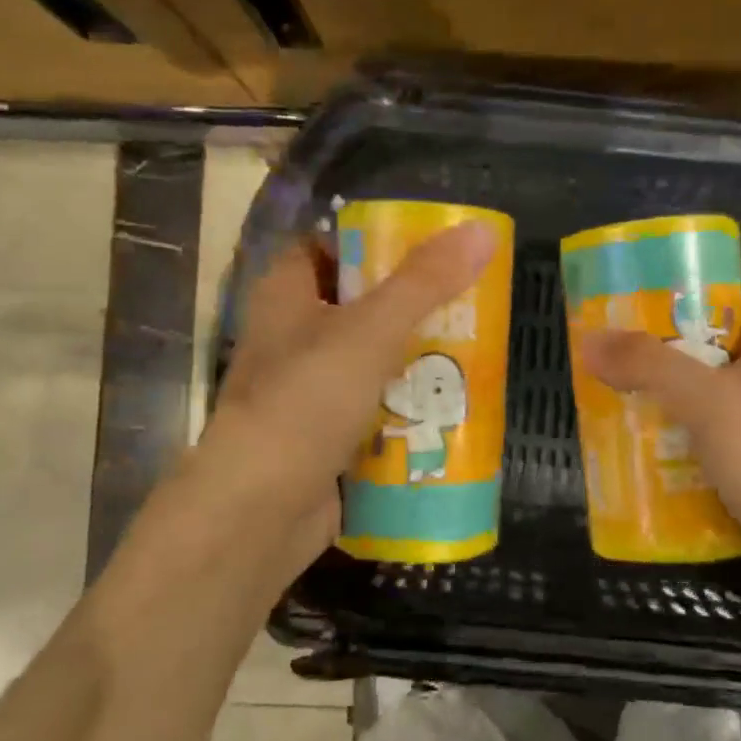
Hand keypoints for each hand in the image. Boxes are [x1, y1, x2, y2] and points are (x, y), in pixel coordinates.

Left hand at [136, 222, 497, 600]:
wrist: (259, 512)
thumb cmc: (305, 403)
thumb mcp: (370, 331)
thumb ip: (425, 282)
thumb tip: (482, 229)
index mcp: (286, 296)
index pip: (326, 248)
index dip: (371, 241)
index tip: (428, 245)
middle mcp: (292, 338)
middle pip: (358, 306)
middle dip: (411, 306)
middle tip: (467, 301)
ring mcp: (307, 392)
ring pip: (370, 362)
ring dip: (415, 361)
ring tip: (473, 352)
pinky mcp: (325, 437)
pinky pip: (374, 411)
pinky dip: (406, 410)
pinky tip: (451, 409)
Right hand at [581, 270, 740, 632]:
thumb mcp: (710, 401)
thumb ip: (650, 366)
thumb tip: (590, 338)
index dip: (715, 276)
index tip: (660, 287)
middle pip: (725, 341)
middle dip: (672, 342)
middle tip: (619, 346)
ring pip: (716, 397)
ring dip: (671, 398)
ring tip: (617, 397)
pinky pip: (715, 445)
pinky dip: (683, 446)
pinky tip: (644, 455)